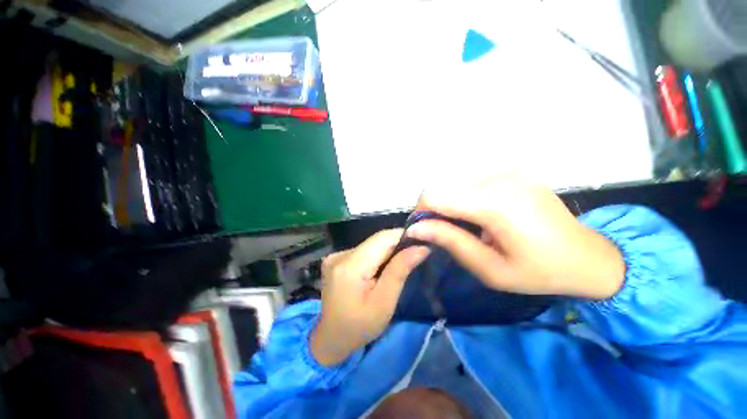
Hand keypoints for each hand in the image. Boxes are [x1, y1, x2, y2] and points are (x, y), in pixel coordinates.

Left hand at [310, 230, 429, 365]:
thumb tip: (420, 248)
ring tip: (397, 265)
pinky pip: (362, 250)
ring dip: (386, 251)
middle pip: (376, 240)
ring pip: (370, 244)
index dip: (402, 236)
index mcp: (350, 266)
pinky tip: (378, 270)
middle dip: (396, 246)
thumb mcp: (384, 303)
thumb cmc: (360, 327)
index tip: (420, 243)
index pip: (381, 238)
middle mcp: (340, 255)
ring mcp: (335, 255)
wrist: (331, 338)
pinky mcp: (336, 259)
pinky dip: (375, 256)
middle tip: (413, 256)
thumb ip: (399, 271)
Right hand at [406, 176, 624, 299]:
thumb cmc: (539, 272)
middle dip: (435, 210)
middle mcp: (499, 179)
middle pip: (443, 187)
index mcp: (495, 204)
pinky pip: (472, 183)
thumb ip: (450, 241)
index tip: (423, 231)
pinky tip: (482, 217)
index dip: (421, 212)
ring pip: (455, 184)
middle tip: (447, 234)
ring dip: (451, 205)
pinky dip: (466, 199)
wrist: (590, 258)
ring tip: (468, 228)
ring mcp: (508, 172)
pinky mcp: (512, 173)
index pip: (435, 195)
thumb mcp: (489, 268)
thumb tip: (415, 228)